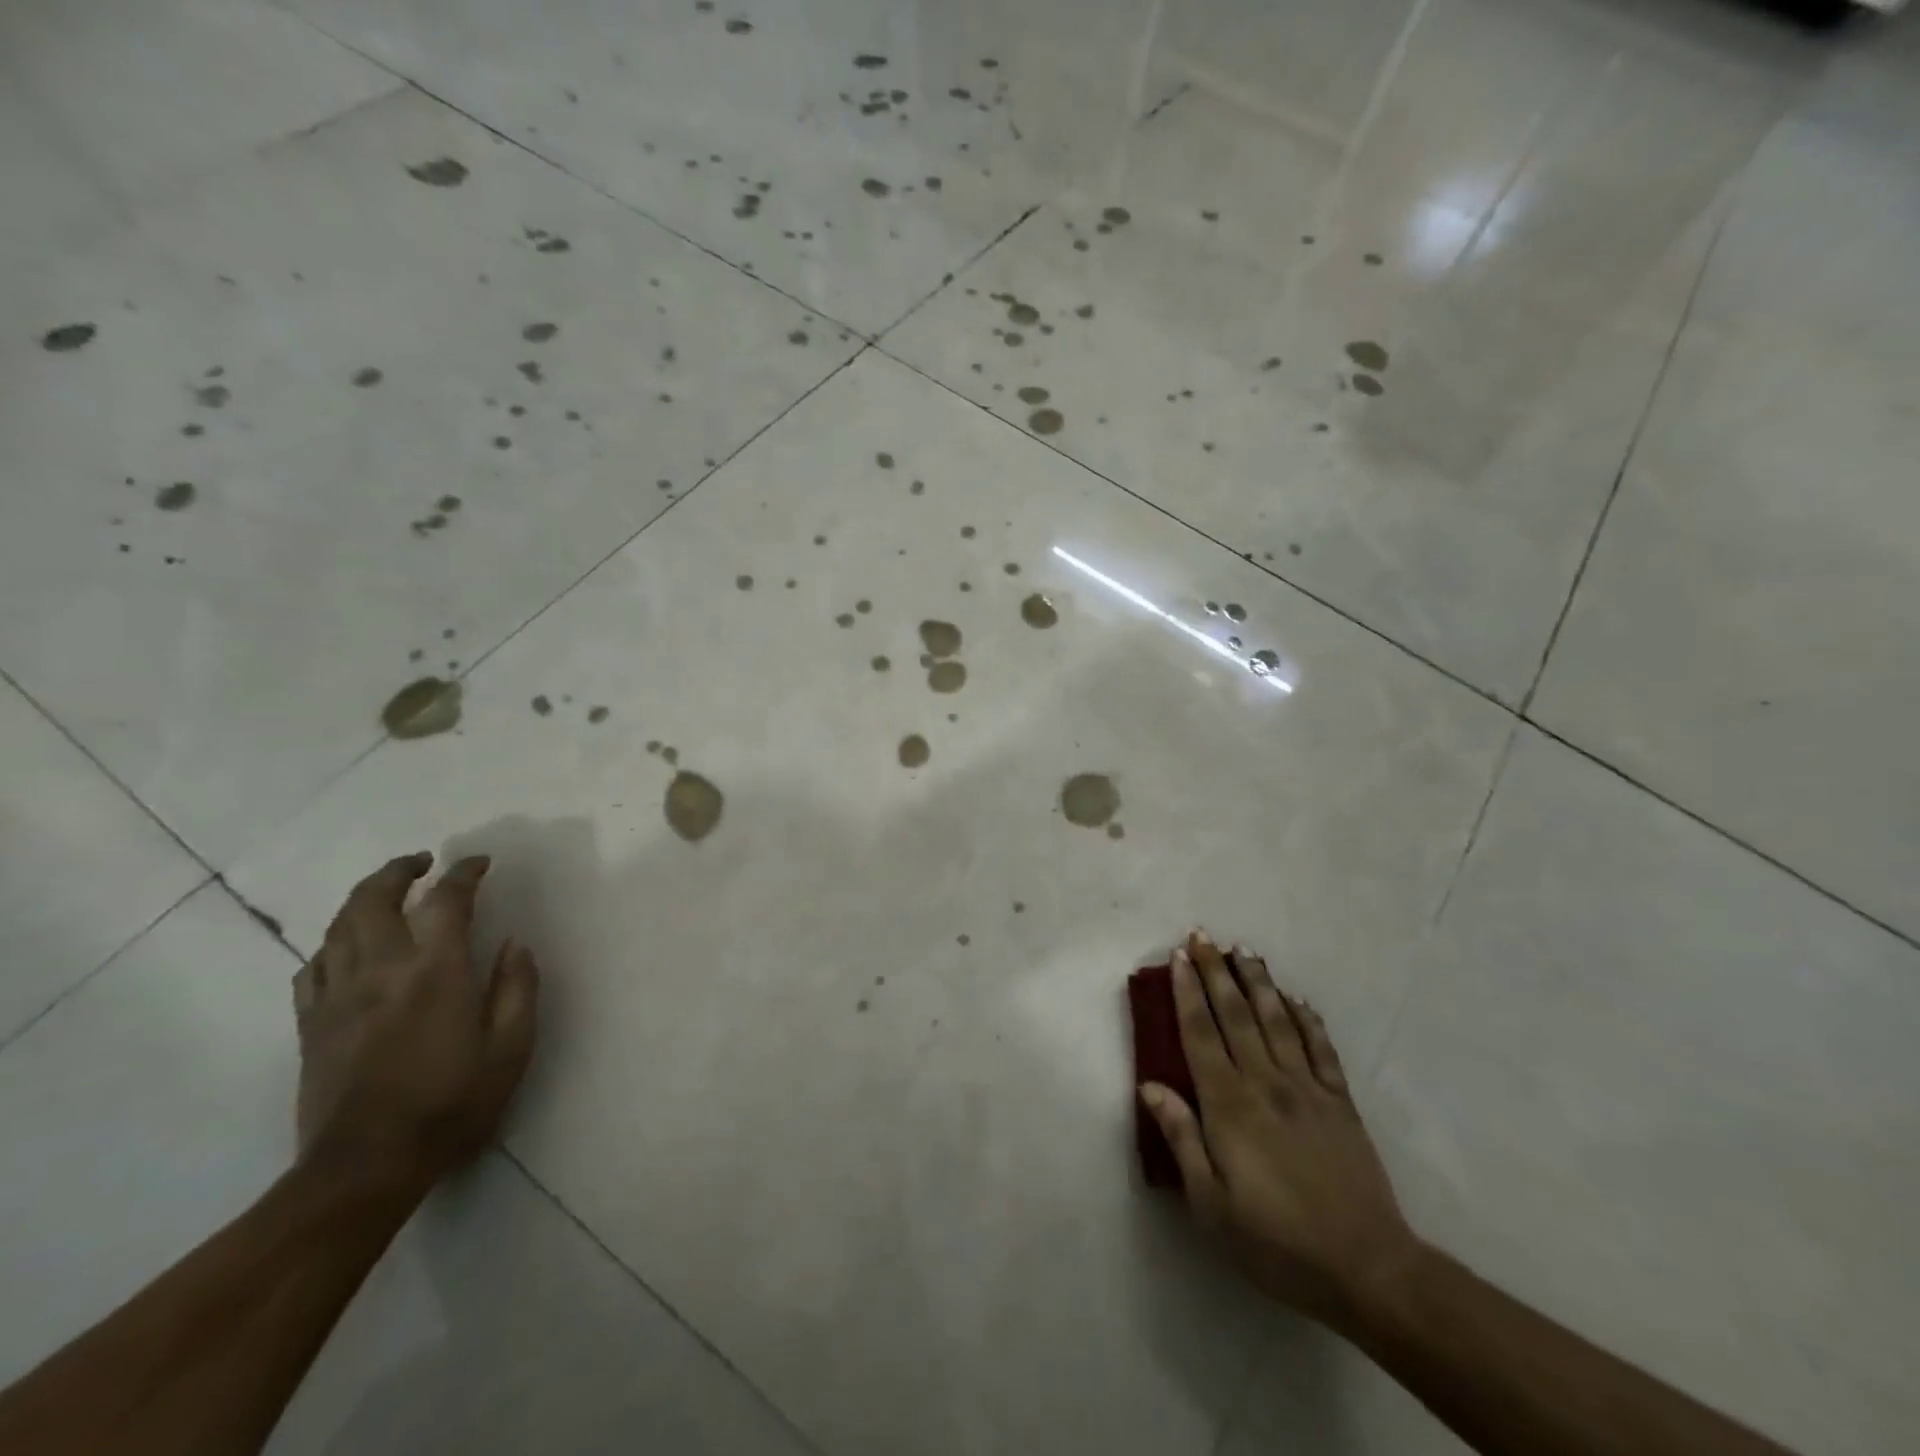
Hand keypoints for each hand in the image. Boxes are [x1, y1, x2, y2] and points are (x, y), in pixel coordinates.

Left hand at [293, 853, 538, 1189]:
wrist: (366, 1166)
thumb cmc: (451, 1104)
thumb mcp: (511, 1048)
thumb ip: (517, 988)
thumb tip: (515, 944)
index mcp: (435, 973)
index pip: (446, 901)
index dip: (464, 873)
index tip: (479, 862)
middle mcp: (381, 971)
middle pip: (374, 900)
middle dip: (398, 870)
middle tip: (422, 862)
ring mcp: (337, 997)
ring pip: (338, 927)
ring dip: (363, 897)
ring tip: (387, 891)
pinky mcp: (311, 1024)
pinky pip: (312, 967)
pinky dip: (332, 944)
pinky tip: (347, 948)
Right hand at [1140, 930, 1421, 1329]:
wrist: (1367, 1269)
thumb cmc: (1276, 1242)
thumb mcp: (1211, 1205)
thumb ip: (1181, 1139)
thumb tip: (1150, 1086)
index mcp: (1229, 1105)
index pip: (1200, 1033)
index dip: (1188, 991)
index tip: (1178, 957)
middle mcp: (1266, 1082)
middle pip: (1236, 1014)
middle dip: (1216, 971)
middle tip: (1202, 935)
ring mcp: (1308, 1088)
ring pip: (1277, 1020)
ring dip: (1258, 981)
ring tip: (1243, 949)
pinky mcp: (1341, 1102)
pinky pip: (1321, 1048)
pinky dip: (1306, 1018)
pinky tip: (1296, 999)